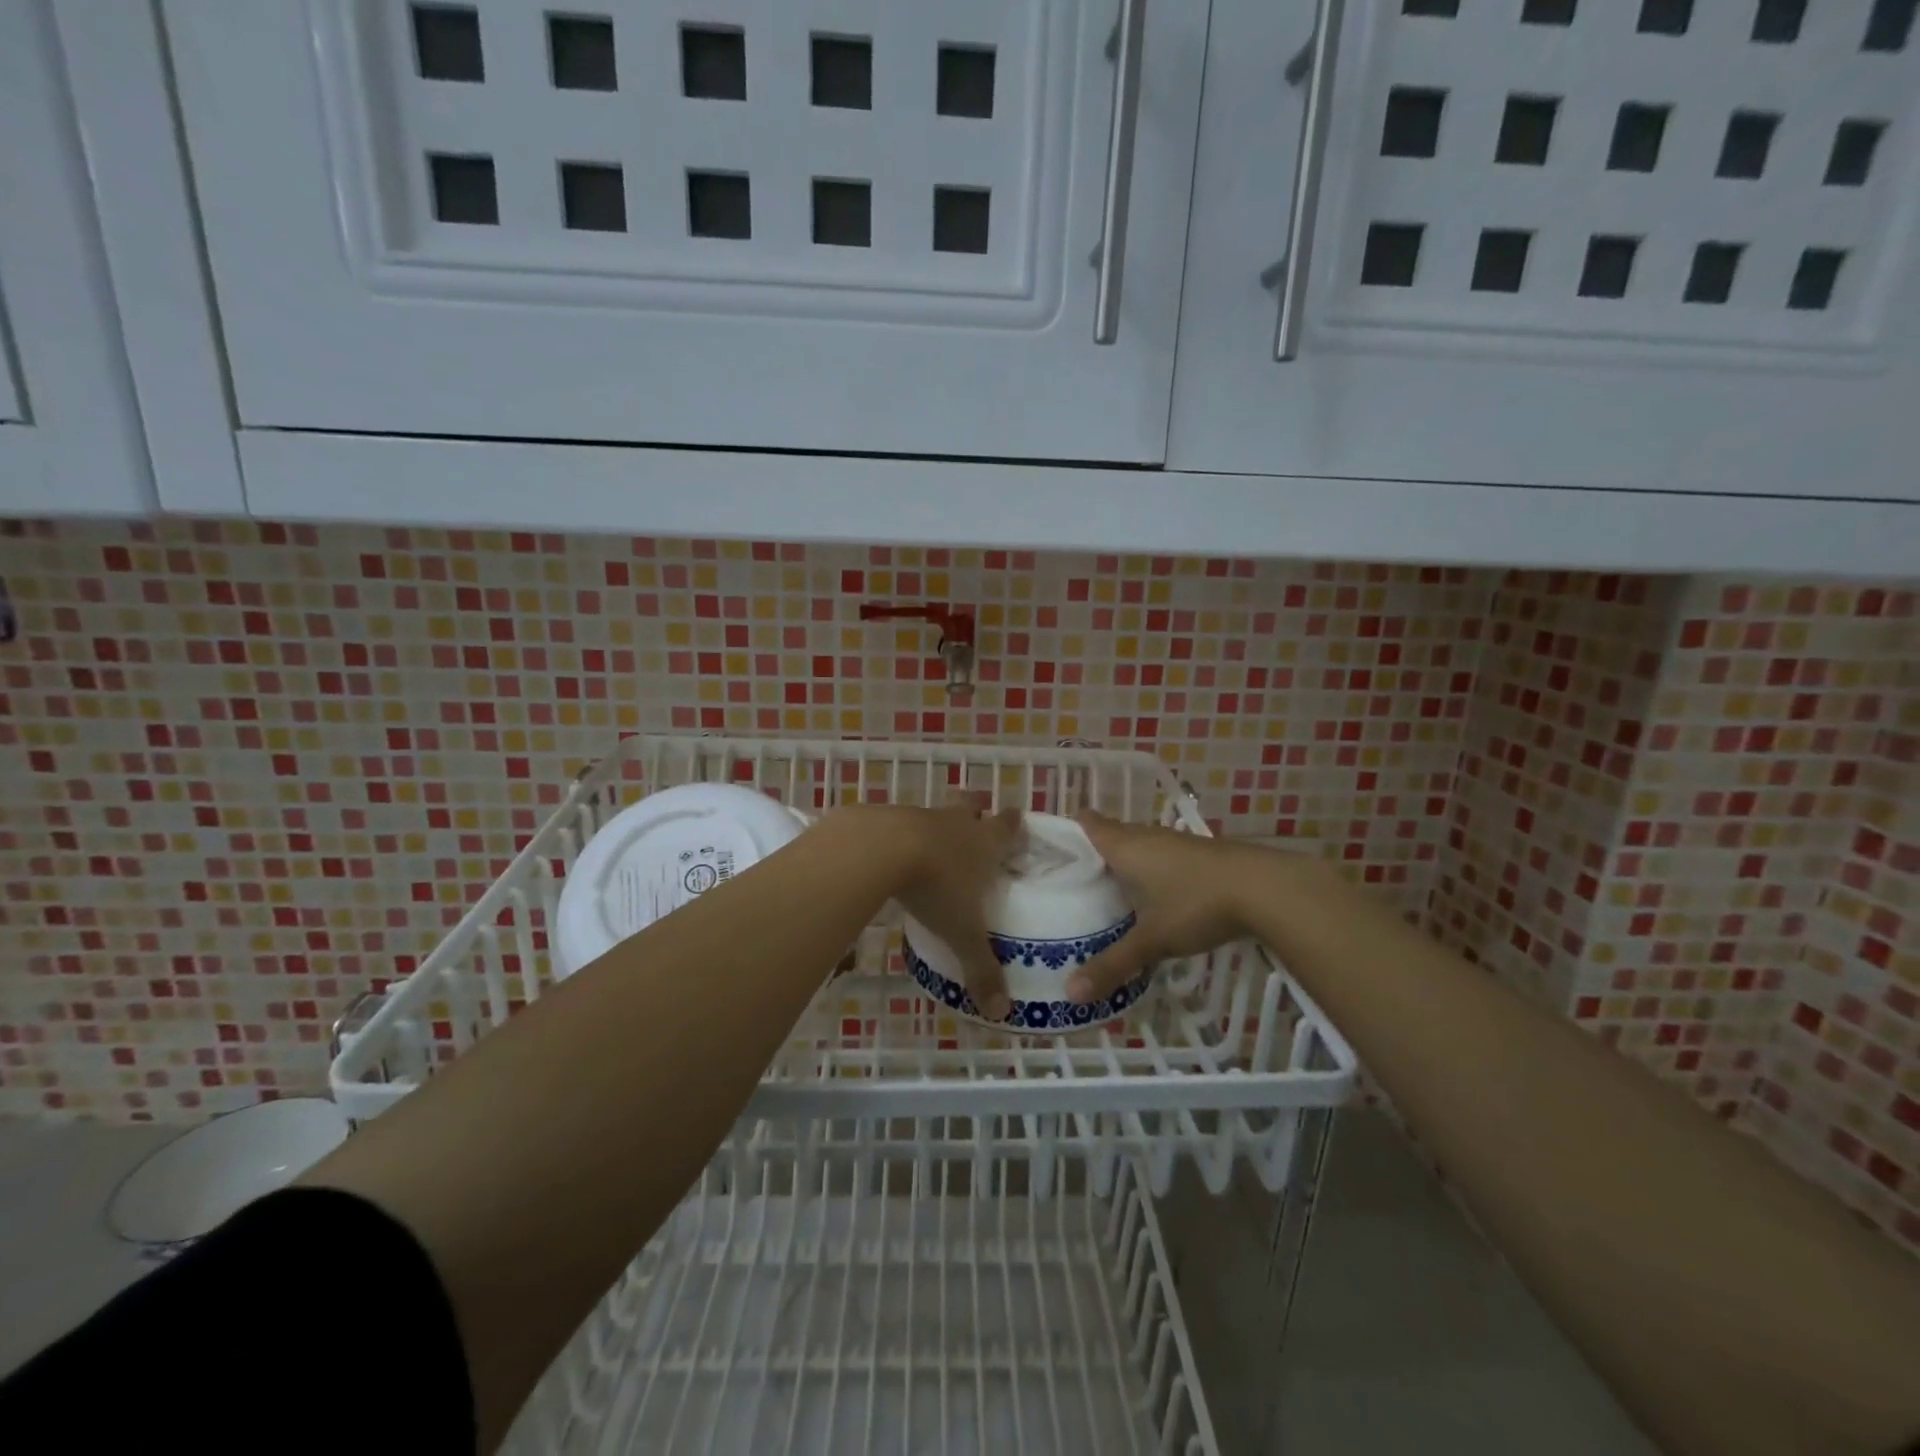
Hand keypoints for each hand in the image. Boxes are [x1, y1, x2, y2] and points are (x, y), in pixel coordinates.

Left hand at [845, 801, 1020, 1020]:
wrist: (880, 850)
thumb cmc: (936, 886)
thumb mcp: (962, 932)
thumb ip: (981, 969)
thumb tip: (1001, 1012)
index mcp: (984, 843)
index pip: (1008, 826)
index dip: (1014, 824)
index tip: (1017, 822)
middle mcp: (956, 823)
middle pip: (971, 804)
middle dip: (976, 808)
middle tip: (976, 815)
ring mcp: (920, 815)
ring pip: (935, 812)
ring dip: (937, 823)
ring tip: (931, 844)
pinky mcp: (887, 818)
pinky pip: (899, 822)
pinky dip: (900, 834)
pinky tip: (892, 853)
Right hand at [1067, 810, 1264, 1004]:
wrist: (1265, 888)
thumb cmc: (1196, 904)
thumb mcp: (1152, 940)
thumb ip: (1112, 965)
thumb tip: (1070, 994)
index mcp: (1124, 847)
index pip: (1087, 823)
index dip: (1067, 831)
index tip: (1050, 852)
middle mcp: (1146, 836)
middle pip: (1111, 834)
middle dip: (1093, 854)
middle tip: (1072, 884)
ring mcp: (1175, 842)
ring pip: (1138, 846)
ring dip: (1124, 864)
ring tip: (1108, 894)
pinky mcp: (1199, 854)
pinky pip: (1161, 856)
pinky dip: (1150, 871)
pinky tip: (1153, 899)